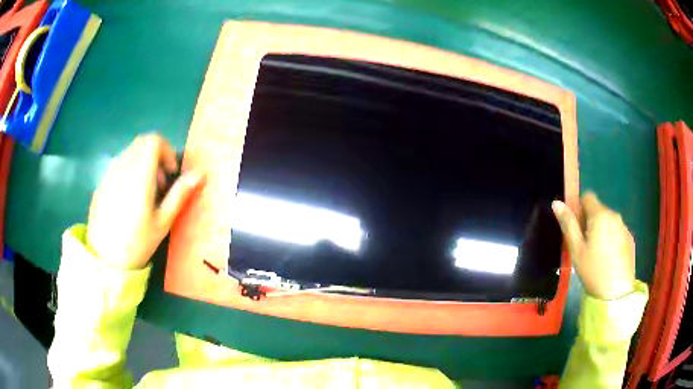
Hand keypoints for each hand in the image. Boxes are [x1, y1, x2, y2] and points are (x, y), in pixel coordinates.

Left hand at [87, 134, 203, 269]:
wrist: (105, 260)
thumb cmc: (137, 243)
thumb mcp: (162, 222)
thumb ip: (179, 194)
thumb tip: (200, 174)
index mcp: (139, 175)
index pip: (153, 141)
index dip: (166, 151)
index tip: (170, 173)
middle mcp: (122, 168)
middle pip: (141, 143)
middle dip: (156, 156)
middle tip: (160, 183)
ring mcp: (109, 174)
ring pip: (129, 153)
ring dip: (142, 163)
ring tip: (145, 193)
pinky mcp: (101, 183)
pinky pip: (118, 165)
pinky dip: (129, 171)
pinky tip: (128, 199)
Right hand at [552, 192, 635, 299]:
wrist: (616, 293)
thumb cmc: (593, 271)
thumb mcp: (576, 250)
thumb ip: (568, 224)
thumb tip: (556, 203)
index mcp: (600, 215)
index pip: (587, 197)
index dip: (579, 208)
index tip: (576, 228)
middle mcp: (614, 215)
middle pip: (598, 210)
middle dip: (590, 222)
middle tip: (584, 246)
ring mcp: (624, 227)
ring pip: (608, 221)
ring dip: (601, 230)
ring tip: (597, 255)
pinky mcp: (630, 239)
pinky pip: (617, 232)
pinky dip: (611, 239)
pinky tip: (609, 259)